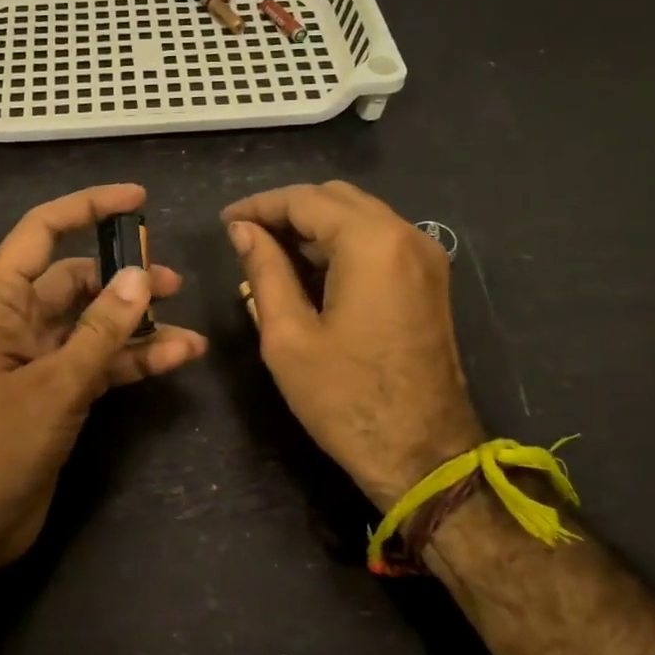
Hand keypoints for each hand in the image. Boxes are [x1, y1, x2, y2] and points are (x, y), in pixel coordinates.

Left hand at [0, 184, 207, 572]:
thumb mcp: (53, 386)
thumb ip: (99, 333)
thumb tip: (139, 276)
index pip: (42, 233)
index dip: (87, 208)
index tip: (137, 200)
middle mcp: (18, 321)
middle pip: (76, 280)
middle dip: (123, 277)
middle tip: (172, 282)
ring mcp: (39, 359)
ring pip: (94, 325)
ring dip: (137, 324)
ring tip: (187, 328)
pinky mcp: (56, 392)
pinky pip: (100, 362)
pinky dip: (133, 360)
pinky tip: (176, 359)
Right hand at [222, 181, 483, 510]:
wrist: (422, 455)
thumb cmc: (345, 399)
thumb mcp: (287, 335)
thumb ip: (264, 271)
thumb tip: (242, 231)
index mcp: (371, 243)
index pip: (305, 200)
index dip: (259, 206)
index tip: (225, 223)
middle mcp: (406, 236)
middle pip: (336, 199)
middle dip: (287, 212)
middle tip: (245, 237)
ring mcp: (425, 258)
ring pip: (359, 218)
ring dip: (313, 228)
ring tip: (268, 256)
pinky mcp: (429, 281)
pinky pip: (378, 243)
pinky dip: (340, 246)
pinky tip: (307, 274)